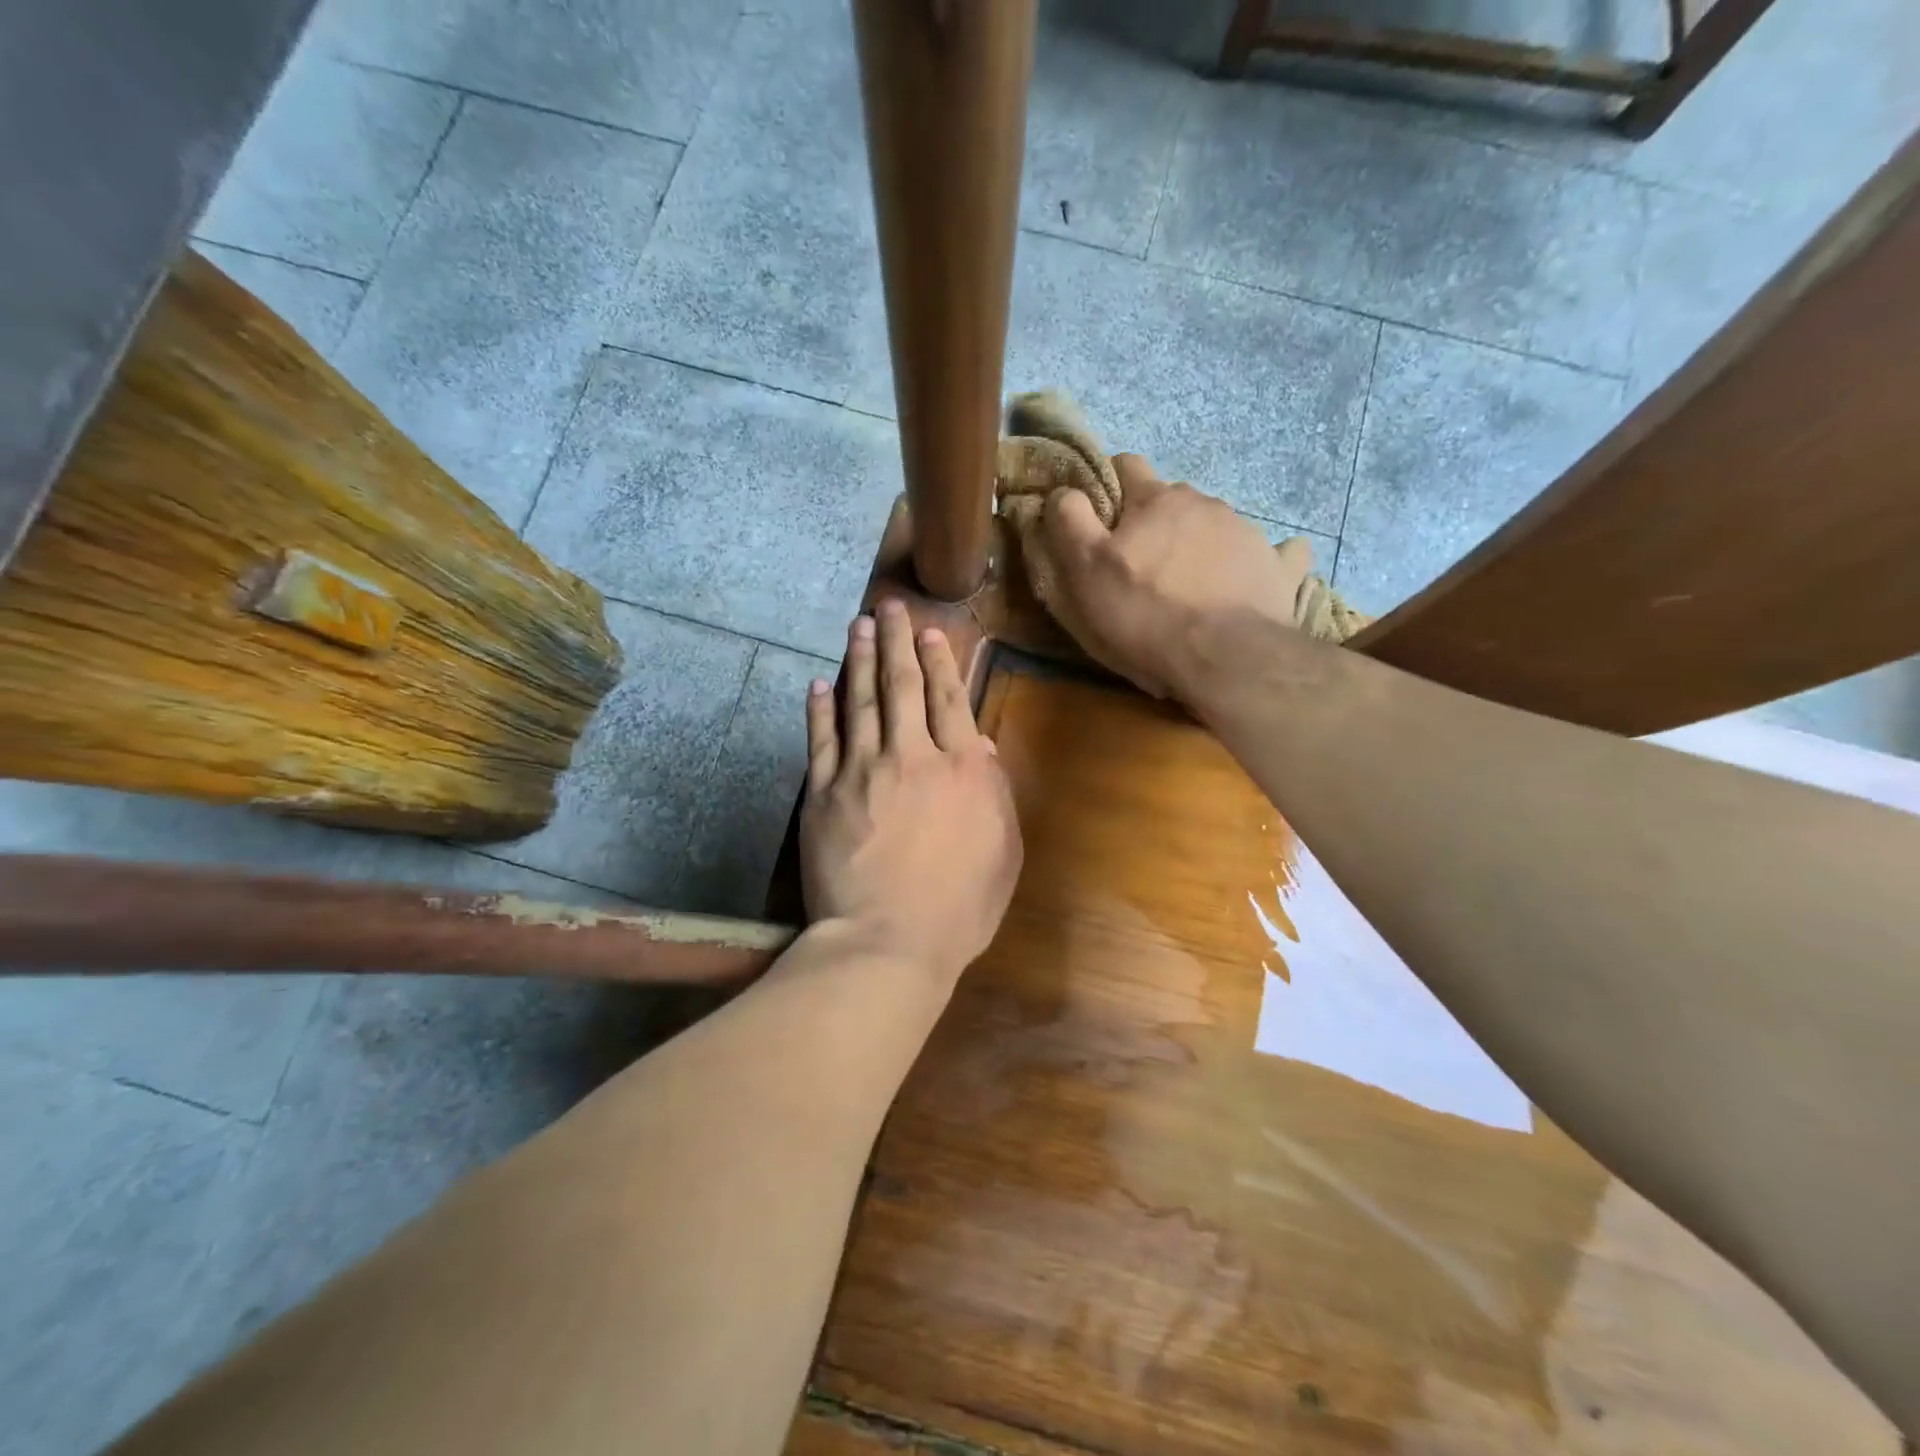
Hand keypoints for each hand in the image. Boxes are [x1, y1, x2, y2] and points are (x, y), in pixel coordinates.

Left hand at [800, 600, 1022, 986]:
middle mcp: (911, 755)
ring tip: (858, 625)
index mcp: (960, 768)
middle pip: (902, 685)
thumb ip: (994, 793)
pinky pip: (820, 739)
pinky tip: (819, 683)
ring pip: (860, 700)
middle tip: (890, 606)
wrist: (888, 941)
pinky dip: (820, 708)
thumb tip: (978, 745)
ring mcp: (861, 770)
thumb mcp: (1002, 851)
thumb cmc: (959, 907)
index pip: (949, 699)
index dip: (940, 661)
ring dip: (858, 658)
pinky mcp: (823, 792)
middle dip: (897, 640)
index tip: (931, 632)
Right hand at [1042, 454, 1311, 703]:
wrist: (1226, 657)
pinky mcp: (1277, 567)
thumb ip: (1070, 521)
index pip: (1126, 466)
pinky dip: (1256, 562)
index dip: (1109, 487)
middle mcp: (1204, 503)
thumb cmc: (1145, 613)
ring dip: (1196, 544)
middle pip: (1172, 499)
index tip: (1100, 519)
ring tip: (1187, 588)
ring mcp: (1247, 531)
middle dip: (1154, 522)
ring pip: (1214, 525)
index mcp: (1156, 499)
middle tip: (1140, 566)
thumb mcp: (1086, 569)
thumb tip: (1063, 490)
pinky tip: (1249, 581)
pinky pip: (1272, 553)